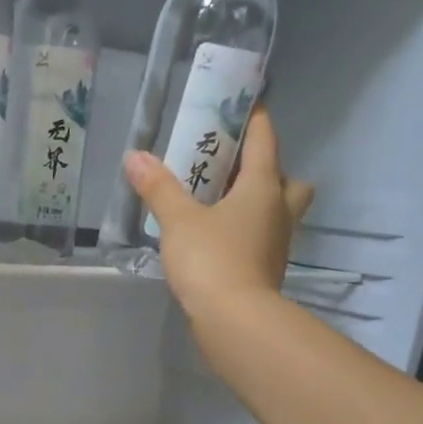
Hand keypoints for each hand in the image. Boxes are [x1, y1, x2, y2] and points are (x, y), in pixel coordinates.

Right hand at [124, 103, 314, 323]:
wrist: (234, 320)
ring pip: (277, 211)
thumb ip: (158, 188)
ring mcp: (277, 243)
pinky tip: (218, 239)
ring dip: (258, 204)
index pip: (265, 140)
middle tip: (235, 172)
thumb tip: (134, 157)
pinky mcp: (267, 270)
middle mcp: (279, 210)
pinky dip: (246, 233)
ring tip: (220, 206)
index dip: (255, 119)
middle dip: (268, 171)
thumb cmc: (211, 259)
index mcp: (263, 187)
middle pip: (288, 180)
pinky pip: (262, 239)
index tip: (244, 103)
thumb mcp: (178, 221)